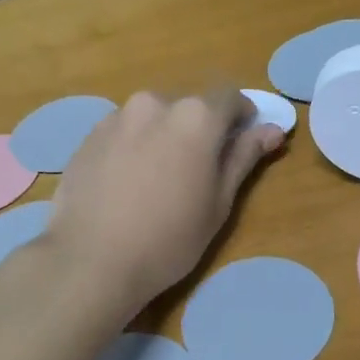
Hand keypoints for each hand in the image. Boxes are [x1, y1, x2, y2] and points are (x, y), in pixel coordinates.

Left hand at [45, 87, 284, 319]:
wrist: (91, 261)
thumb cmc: (169, 239)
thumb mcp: (218, 204)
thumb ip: (244, 158)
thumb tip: (272, 130)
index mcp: (195, 116)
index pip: (230, 98)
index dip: (241, 119)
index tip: (241, 145)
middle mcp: (154, 103)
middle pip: (188, 106)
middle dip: (199, 130)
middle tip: (196, 172)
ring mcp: (115, 118)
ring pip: (152, 118)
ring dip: (163, 137)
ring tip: (157, 181)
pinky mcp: (87, 138)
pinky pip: (123, 132)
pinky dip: (133, 148)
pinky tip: (126, 185)